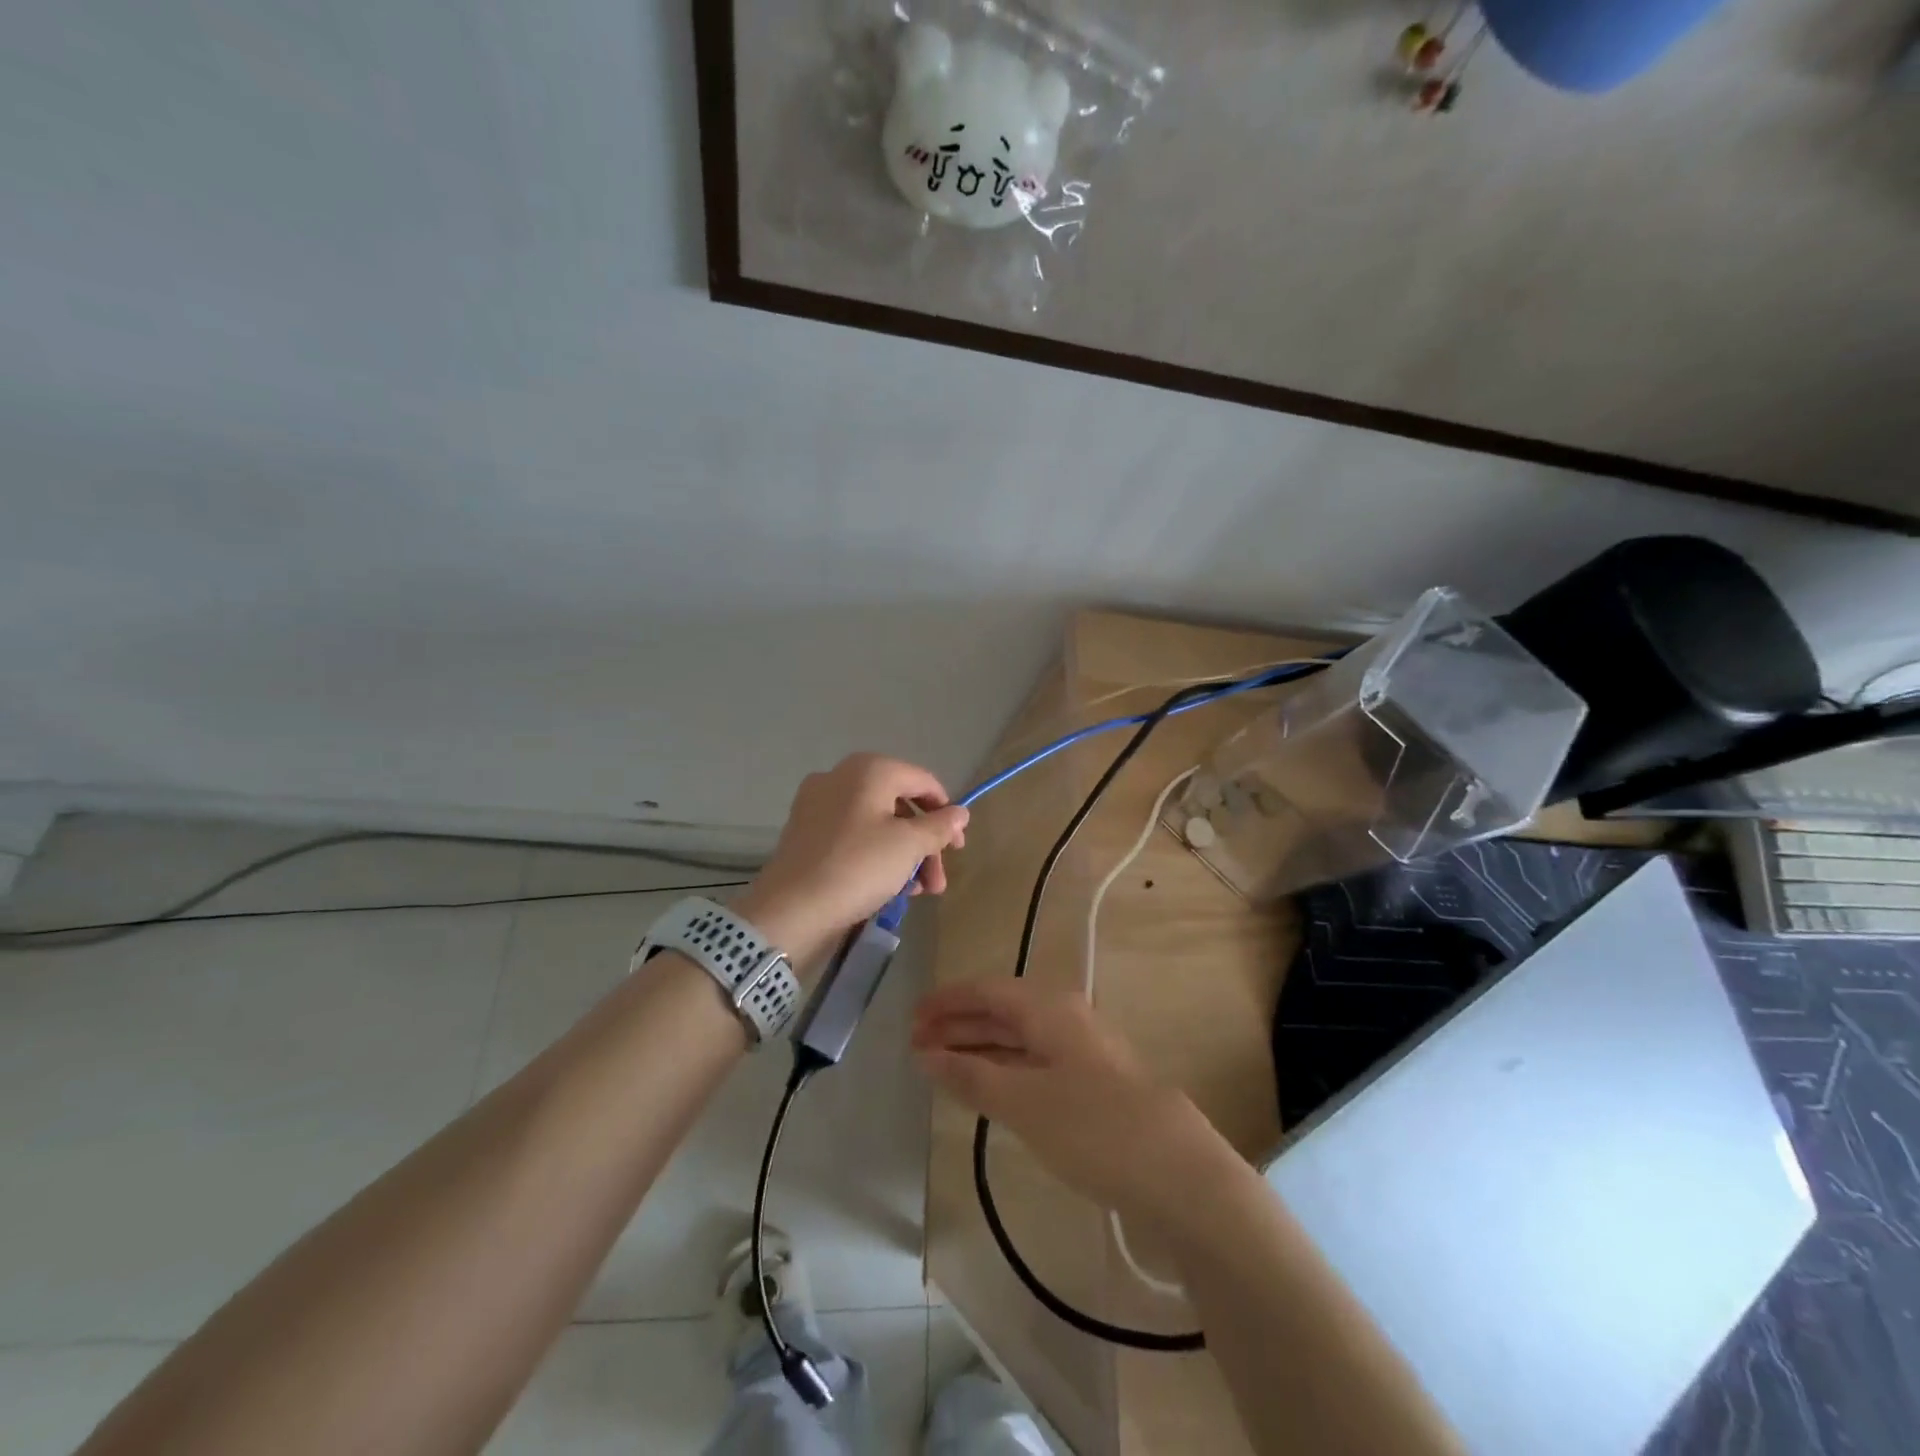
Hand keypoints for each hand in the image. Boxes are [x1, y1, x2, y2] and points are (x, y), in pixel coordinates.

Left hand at [735, 754, 968, 969]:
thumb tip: (961, 813)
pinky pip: (853, 836)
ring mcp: (818, 804)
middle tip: (937, 881)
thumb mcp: (908, 846)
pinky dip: (875, 855)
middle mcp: (841, 777)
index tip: (958, 848)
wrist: (790, 909)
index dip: (947, 812)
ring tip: (916, 892)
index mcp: (869, 770)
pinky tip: (887, 888)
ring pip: (876, 823)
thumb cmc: (857, 867)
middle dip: (925, 843)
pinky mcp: (806, 832)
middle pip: (899, 804)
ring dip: (903, 854)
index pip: (923, 781)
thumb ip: (939, 827)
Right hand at [912, 979, 1228, 1221]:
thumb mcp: (1024, 1102)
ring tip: (940, 1066)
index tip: (911, 1019)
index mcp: (1049, 1008)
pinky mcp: (1091, 1082)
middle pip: (1002, 1012)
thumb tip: (927, 1055)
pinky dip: (1003, 1069)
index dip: (947, 1002)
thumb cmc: (1093, 1127)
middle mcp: (1065, 1018)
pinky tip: (986, 1088)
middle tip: (916, 1045)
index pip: (987, 991)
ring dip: (978, 1048)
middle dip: (958, 1025)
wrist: (1178, 1171)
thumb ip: (972, 1077)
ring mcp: (1081, 1050)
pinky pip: (1033, 1062)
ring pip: (1018, 1038)